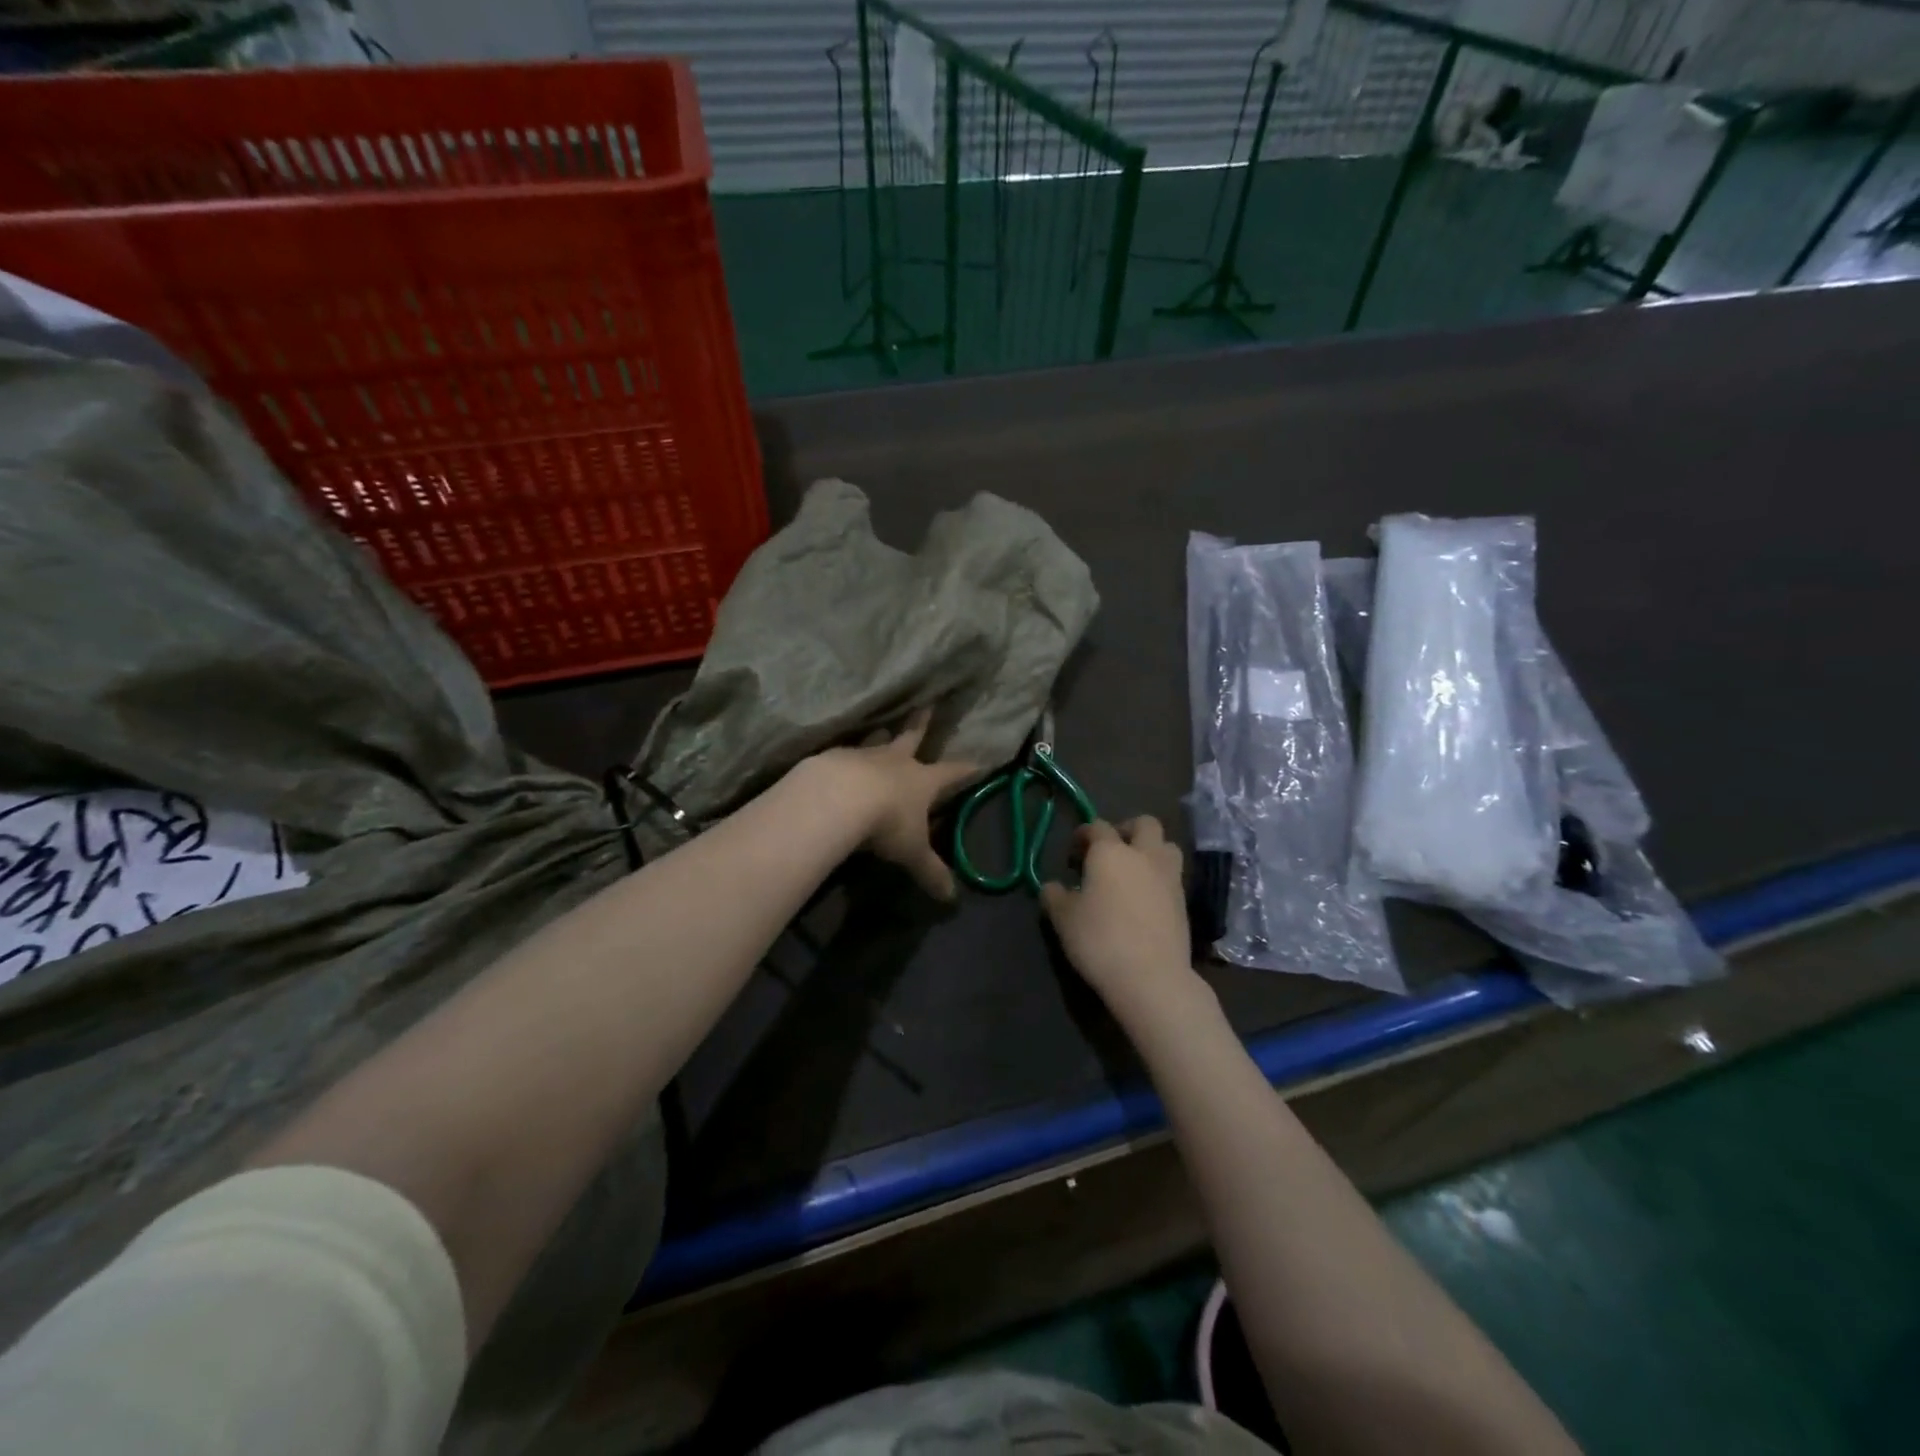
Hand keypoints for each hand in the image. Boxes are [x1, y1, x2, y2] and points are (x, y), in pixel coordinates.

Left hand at [814, 709, 976, 900]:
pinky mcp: (834, 759)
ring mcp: (864, 756)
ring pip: (877, 742)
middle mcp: (896, 762)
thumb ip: (930, 872)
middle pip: (912, 738)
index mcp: (922, 781)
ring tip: (881, 731)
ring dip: (881, 737)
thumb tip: (951, 899)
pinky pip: (844, 755)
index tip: (980, 760)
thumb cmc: (886, 822)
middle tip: (926, 706)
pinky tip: (840, 761)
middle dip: (921, 725)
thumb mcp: (912, 852)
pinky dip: (846, 757)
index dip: (967, 769)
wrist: (838, 799)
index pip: (952, 772)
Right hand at [1041, 817, 1199, 1018]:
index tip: (1074, 852)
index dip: (1084, 834)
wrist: (1151, 977)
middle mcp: (1144, 855)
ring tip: (1134, 872)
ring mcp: (1169, 877)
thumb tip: (1052, 887)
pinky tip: (1146, 899)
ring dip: (1151, 850)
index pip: (1097, 826)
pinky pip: (1173, 876)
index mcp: (1110, 852)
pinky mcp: (1184, 902)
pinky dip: (1159, 878)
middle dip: (1127, 829)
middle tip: (1111, 850)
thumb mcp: (1063, 919)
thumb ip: (1054, 896)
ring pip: (1167, 846)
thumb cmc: (1099, 940)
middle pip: (1145, 824)